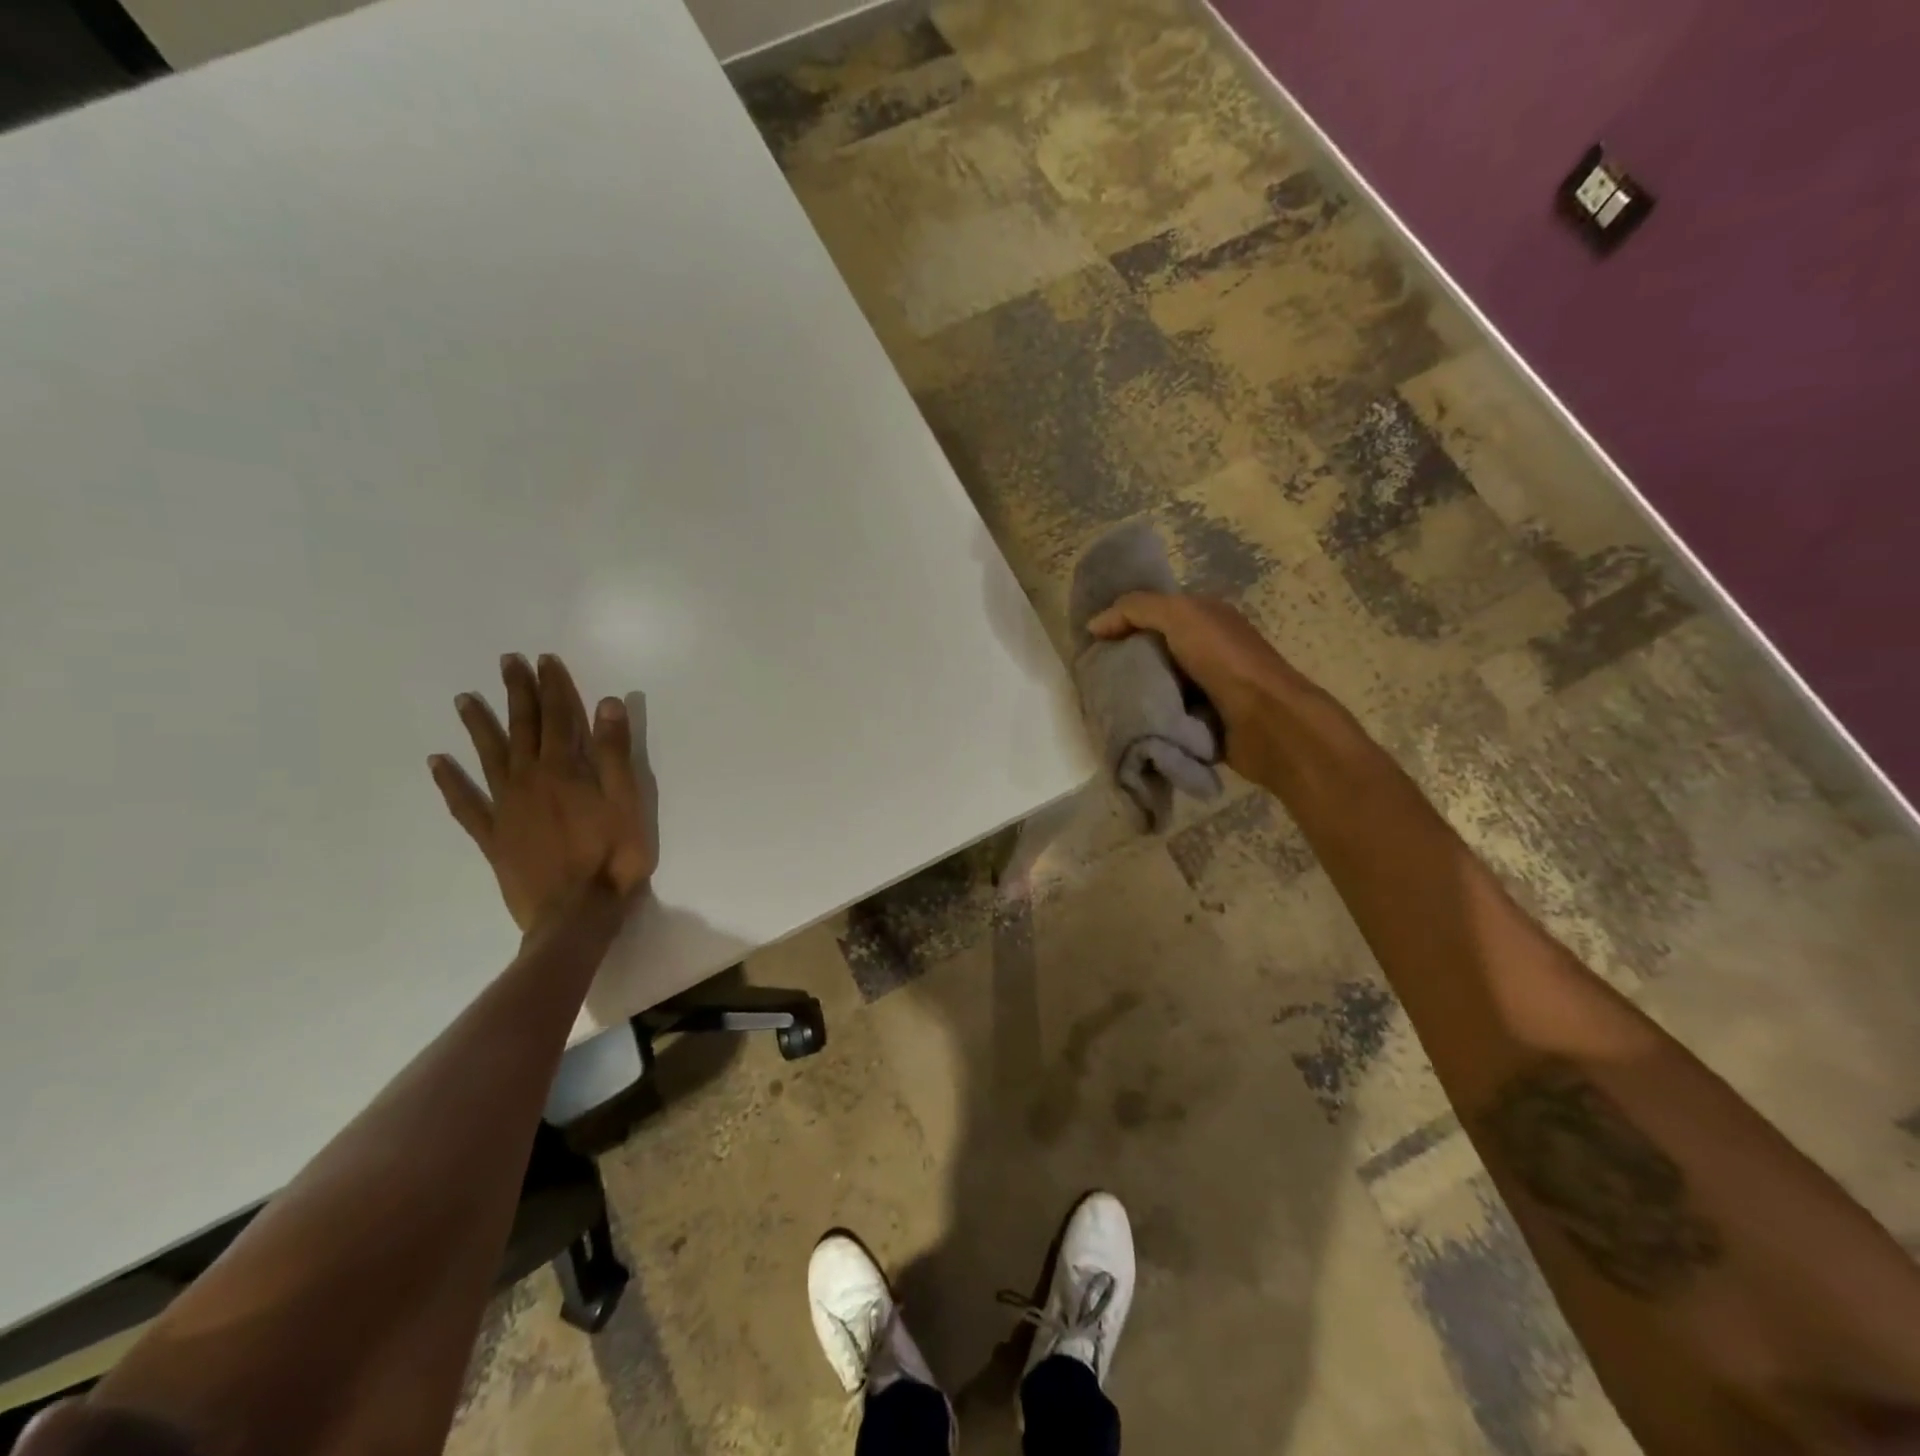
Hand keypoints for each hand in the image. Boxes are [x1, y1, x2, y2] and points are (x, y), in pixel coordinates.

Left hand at [430, 653, 656, 932]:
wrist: (576, 914)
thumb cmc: (612, 857)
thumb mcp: (627, 801)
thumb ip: (614, 753)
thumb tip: (608, 703)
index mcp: (564, 770)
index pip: (559, 717)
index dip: (553, 687)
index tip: (544, 660)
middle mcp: (529, 780)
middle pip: (523, 729)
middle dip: (517, 694)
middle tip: (507, 663)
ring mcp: (506, 808)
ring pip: (489, 757)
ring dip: (479, 726)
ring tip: (466, 699)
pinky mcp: (493, 837)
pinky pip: (466, 804)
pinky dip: (451, 782)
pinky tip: (437, 763)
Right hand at [1089, 592, 1300, 780]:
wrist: (1266, 720)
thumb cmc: (1224, 660)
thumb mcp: (1179, 616)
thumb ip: (1135, 609)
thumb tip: (1094, 625)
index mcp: (1205, 616)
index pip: (1153, 613)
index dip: (1123, 622)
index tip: (1092, 642)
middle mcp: (1207, 647)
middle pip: (1153, 650)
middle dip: (1124, 660)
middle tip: (1092, 676)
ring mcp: (1207, 686)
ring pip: (1158, 684)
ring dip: (1135, 693)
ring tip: (1103, 702)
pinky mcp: (1205, 720)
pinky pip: (1167, 713)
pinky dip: (1150, 717)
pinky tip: (1127, 722)